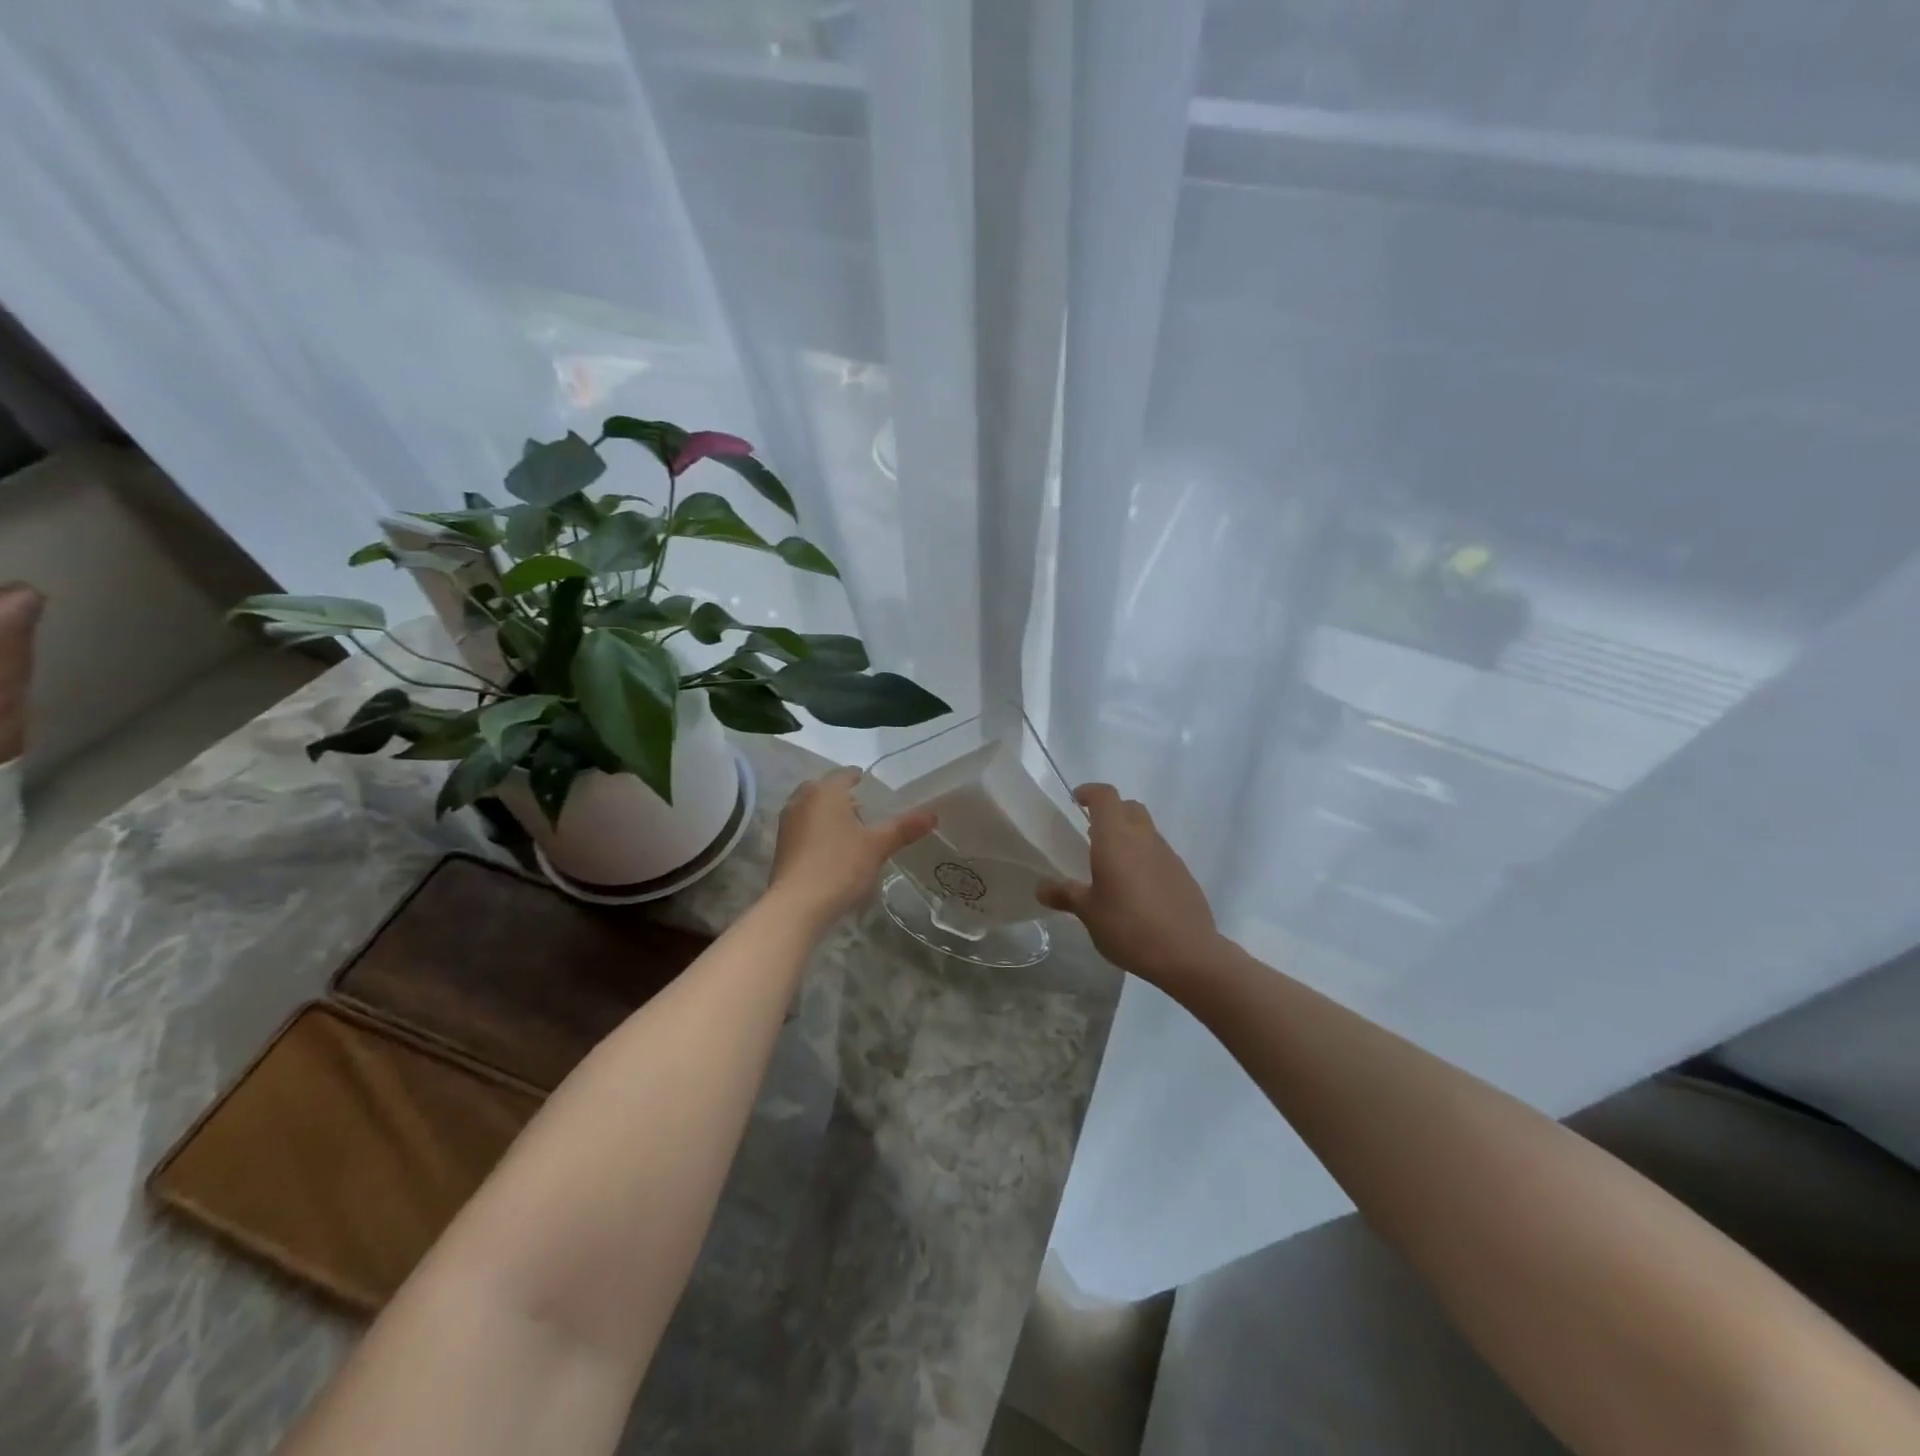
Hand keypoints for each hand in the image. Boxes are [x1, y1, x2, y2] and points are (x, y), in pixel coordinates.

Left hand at [767, 767, 935, 929]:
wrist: (797, 905)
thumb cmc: (840, 865)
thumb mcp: (878, 846)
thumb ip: (904, 827)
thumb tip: (933, 814)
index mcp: (825, 791)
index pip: (844, 774)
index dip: (859, 778)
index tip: (872, 786)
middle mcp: (802, 799)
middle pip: (824, 789)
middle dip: (842, 796)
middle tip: (864, 811)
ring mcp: (787, 823)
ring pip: (811, 808)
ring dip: (828, 813)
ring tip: (850, 831)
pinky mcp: (781, 845)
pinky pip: (803, 827)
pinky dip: (817, 830)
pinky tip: (832, 850)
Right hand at [1038, 784, 1219, 988]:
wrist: (1187, 953)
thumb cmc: (1129, 926)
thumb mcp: (1089, 913)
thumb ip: (1065, 894)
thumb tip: (1041, 888)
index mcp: (1116, 838)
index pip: (1105, 796)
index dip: (1090, 792)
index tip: (1076, 800)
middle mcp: (1143, 838)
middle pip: (1129, 808)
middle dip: (1110, 812)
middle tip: (1091, 833)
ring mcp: (1167, 855)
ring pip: (1146, 830)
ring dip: (1128, 836)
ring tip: (1111, 865)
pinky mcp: (1182, 874)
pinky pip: (1158, 853)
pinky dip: (1143, 857)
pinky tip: (1135, 888)